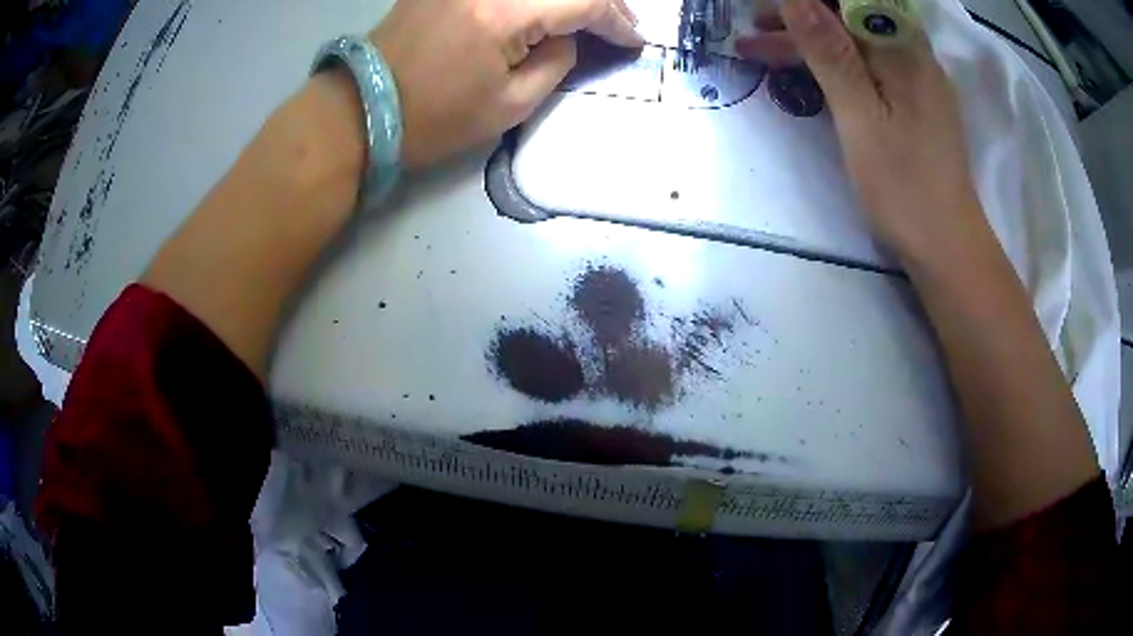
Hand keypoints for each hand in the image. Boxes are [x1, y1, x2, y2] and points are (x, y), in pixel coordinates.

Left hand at [370, 0, 643, 167]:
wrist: (364, 107)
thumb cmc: (434, 119)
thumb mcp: (511, 105)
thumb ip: (557, 62)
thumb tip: (571, 36)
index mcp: (503, 13)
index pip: (583, 1)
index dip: (617, 19)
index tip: (634, 39)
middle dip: (602, 1)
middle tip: (620, 22)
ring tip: (588, 15)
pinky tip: (546, 7)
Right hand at [739, 0, 984, 262]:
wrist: (945, 246)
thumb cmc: (905, 186)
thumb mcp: (860, 116)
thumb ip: (829, 52)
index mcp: (903, 49)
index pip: (850, 1)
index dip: (807, 2)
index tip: (768, 11)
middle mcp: (911, 54)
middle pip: (849, 17)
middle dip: (799, 18)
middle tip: (752, 29)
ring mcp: (912, 80)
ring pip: (854, 43)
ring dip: (809, 43)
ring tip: (759, 51)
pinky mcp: (909, 103)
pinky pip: (865, 67)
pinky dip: (831, 67)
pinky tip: (804, 73)